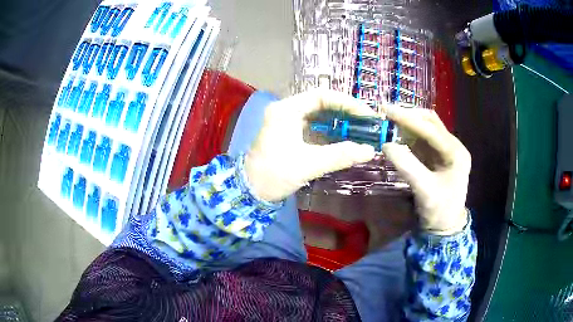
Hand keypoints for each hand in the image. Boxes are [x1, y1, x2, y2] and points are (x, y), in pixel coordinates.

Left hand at [245, 89, 376, 201]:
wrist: (250, 192)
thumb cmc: (274, 175)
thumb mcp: (309, 164)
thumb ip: (340, 155)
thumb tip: (370, 151)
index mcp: (287, 110)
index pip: (322, 96)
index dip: (347, 103)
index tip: (366, 115)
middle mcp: (286, 110)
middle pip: (321, 103)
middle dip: (345, 112)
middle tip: (367, 123)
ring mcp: (287, 122)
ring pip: (319, 115)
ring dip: (339, 122)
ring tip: (361, 130)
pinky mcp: (289, 134)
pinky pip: (314, 127)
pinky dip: (330, 132)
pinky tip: (345, 139)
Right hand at [382, 107, 470, 234]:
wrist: (445, 227)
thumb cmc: (439, 211)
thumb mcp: (424, 190)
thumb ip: (406, 166)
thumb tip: (385, 145)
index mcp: (455, 153)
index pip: (431, 129)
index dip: (408, 119)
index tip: (386, 110)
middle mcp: (453, 146)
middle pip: (431, 122)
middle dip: (409, 116)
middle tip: (386, 113)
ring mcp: (445, 150)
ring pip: (426, 128)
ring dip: (408, 123)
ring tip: (388, 120)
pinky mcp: (437, 156)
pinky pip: (422, 139)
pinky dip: (408, 134)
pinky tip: (396, 134)